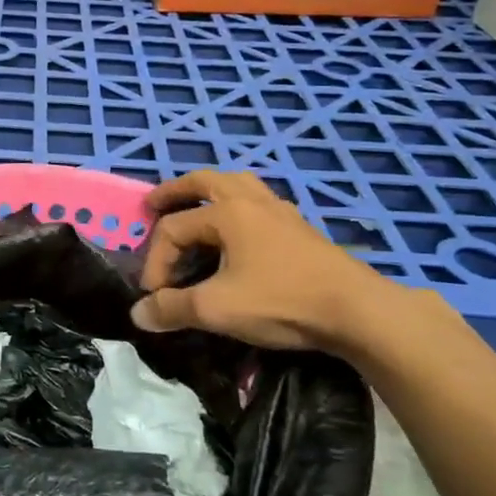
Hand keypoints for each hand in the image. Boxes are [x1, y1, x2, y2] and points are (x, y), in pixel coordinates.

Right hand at [130, 170, 411, 354]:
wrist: (358, 311)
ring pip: (236, 183)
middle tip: (152, 204)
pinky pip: (258, 200)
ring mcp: (279, 210)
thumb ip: (173, 308)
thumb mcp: (217, 309)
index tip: (154, 297)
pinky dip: (236, 204)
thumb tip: (137, 314)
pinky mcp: (299, 226)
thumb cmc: (282, 302)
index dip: (154, 261)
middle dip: (173, 192)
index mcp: (227, 213)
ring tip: (195, 205)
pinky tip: (239, 229)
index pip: (173, 229)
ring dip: (208, 191)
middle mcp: (251, 201)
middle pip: (203, 181)